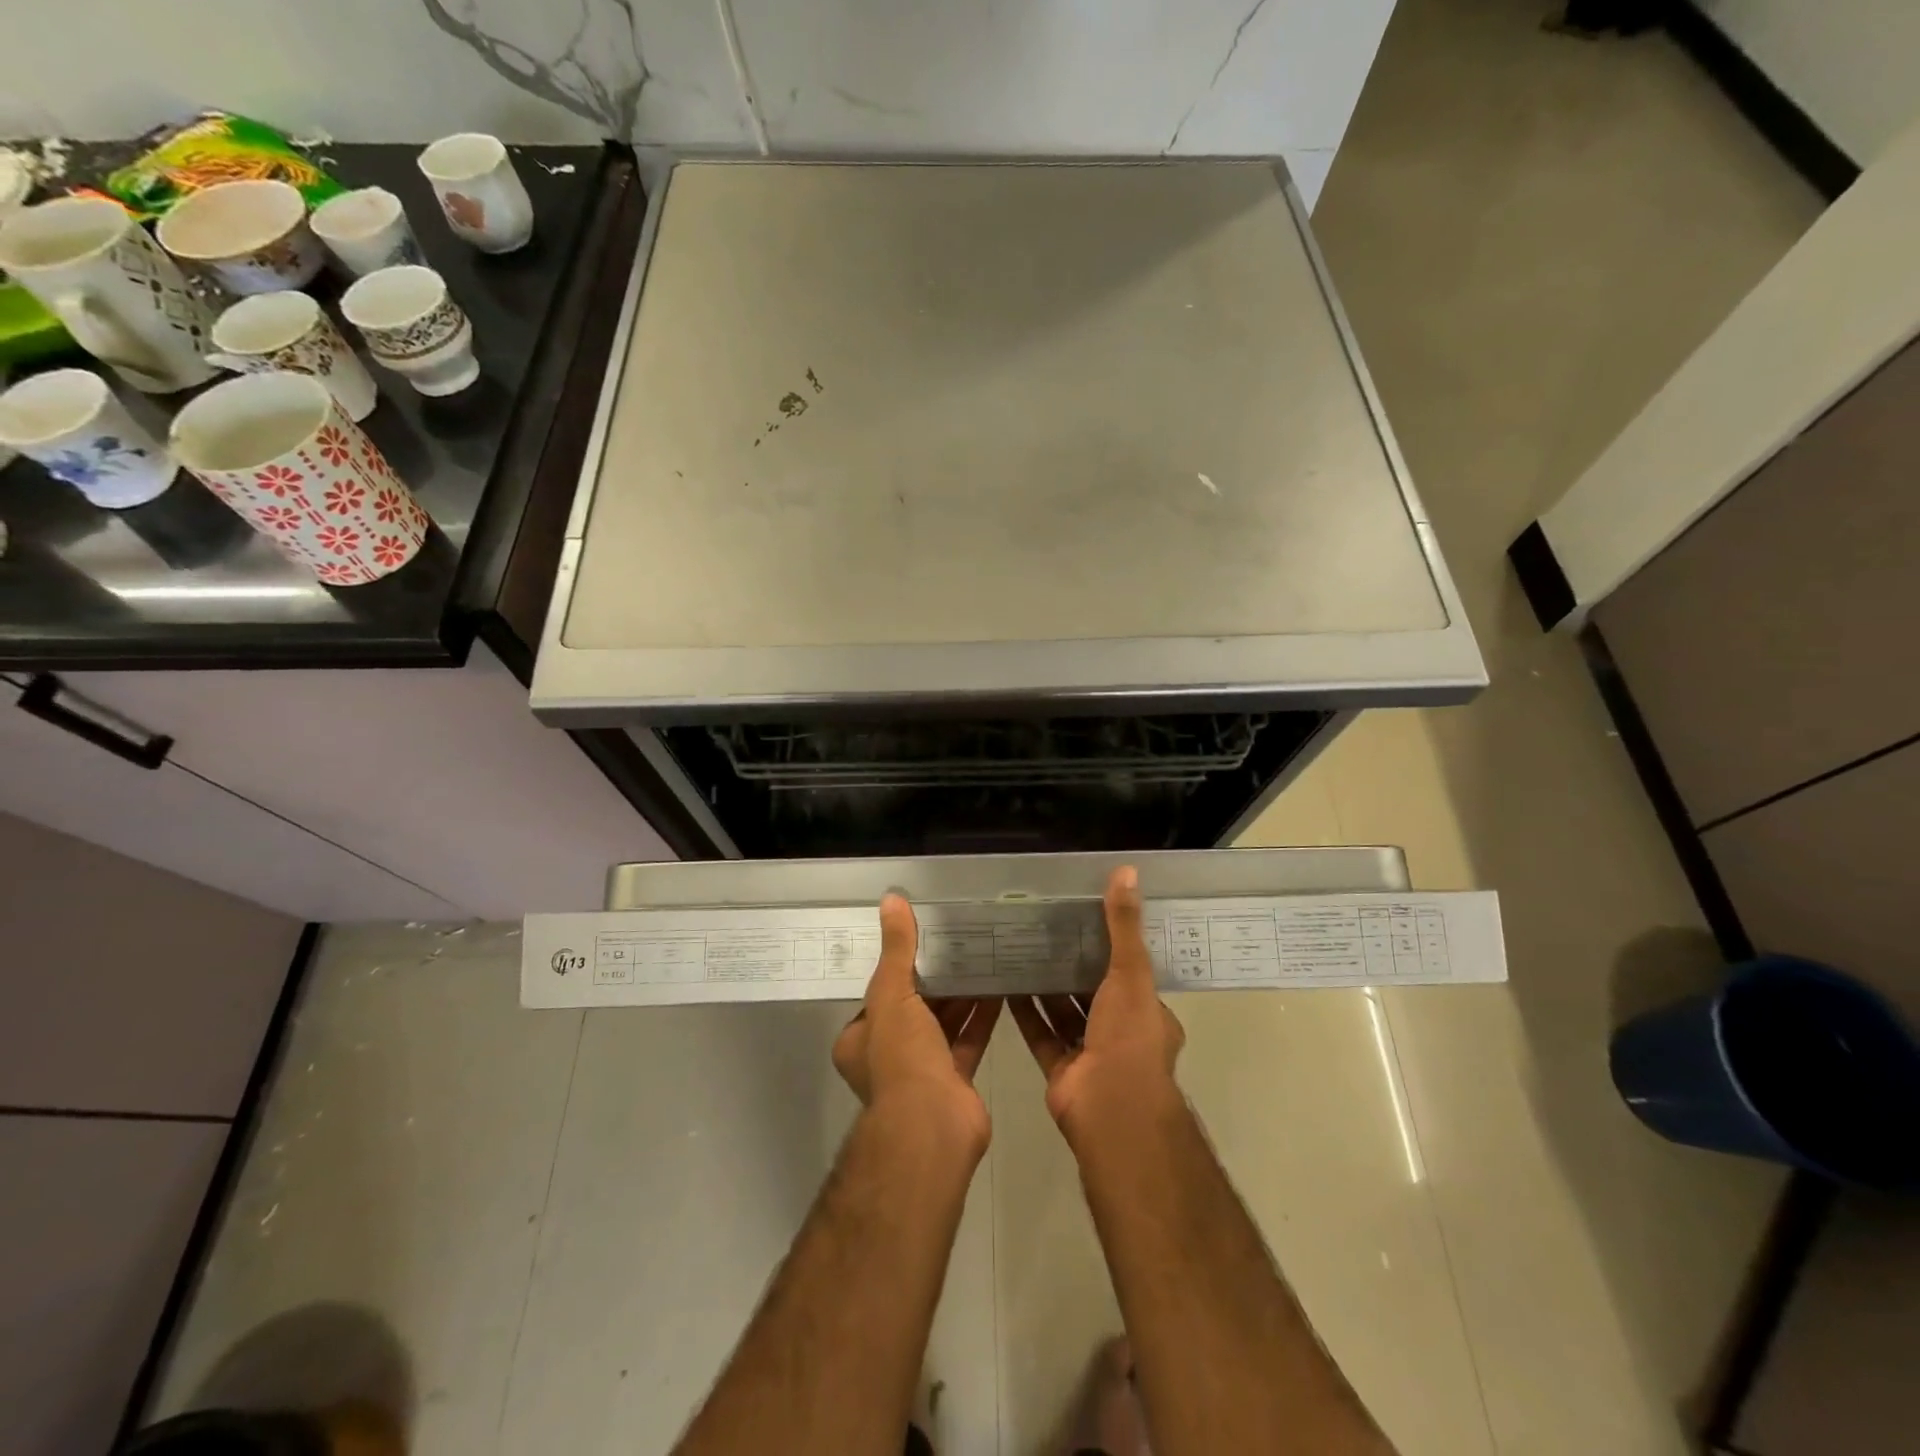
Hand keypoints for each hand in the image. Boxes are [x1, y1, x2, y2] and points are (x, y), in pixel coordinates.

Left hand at [833, 893, 1000, 1160]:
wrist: (932, 1127)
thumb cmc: (901, 1059)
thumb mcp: (892, 995)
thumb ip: (897, 950)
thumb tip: (891, 900)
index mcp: (861, 1039)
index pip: (879, 995)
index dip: (899, 968)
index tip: (922, 941)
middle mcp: (888, 1056)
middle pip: (914, 1008)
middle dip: (936, 979)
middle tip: (959, 943)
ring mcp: (923, 1070)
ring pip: (943, 1023)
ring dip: (961, 995)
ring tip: (983, 957)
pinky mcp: (955, 1080)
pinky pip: (969, 1039)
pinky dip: (982, 1016)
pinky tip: (1001, 988)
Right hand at [1011, 866, 1185, 1148]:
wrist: (1110, 1110)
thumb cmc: (1128, 1037)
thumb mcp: (1131, 973)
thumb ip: (1124, 926)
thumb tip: (1127, 871)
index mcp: (1147, 1014)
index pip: (1130, 974)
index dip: (1111, 948)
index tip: (1086, 920)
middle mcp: (1121, 1034)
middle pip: (1094, 993)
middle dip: (1073, 966)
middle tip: (1045, 931)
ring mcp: (1090, 1054)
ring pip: (1065, 1013)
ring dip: (1047, 988)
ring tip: (1021, 951)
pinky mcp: (1062, 1071)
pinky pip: (1041, 1035)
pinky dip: (1026, 1013)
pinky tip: (1006, 985)